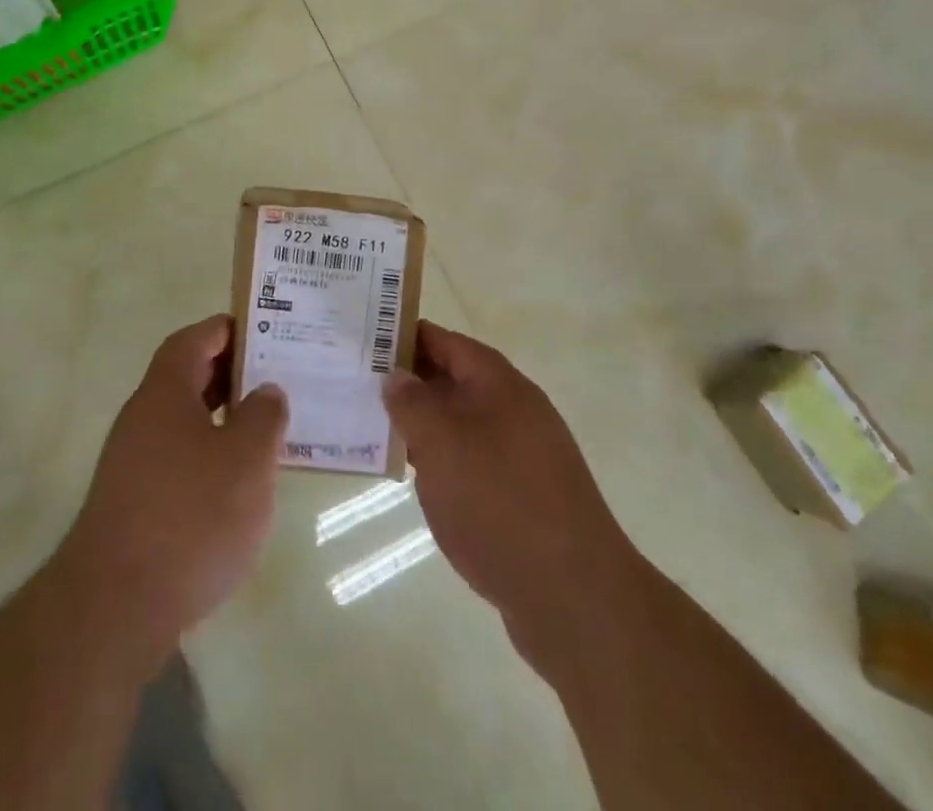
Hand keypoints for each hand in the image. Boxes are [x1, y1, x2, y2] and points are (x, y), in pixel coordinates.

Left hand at [57, 316, 287, 659]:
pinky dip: (209, 457)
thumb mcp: (247, 460)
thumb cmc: (190, 516)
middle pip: (186, 378)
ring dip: (222, 418)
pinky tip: (237, 485)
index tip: (262, 330)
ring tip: (265, 430)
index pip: (192, 340)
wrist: (115, 607)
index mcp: (165, 392)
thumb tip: (266, 391)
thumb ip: (263, 417)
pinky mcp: (133, 504)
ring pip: (183, 421)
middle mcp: (142, 418)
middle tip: (274, 378)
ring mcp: (132, 463)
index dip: (225, 329)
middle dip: (229, 373)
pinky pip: (177, 459)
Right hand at [385, 322, 638, 670]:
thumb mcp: (441, 443)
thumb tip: (396, 376)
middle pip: (454, 380)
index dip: (407, 336)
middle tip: (358, 383)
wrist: (573, 597)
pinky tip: (412, 476)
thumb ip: (412, 403)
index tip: (365, 339)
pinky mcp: (522, 496)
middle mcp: (515, 410)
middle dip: (409, 381)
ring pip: (461, 424)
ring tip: (373, 426)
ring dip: (422, 424)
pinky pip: (471, 461)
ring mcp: (522, 455)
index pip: (446, 342)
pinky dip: (440, 460)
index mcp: (500, 384)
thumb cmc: (499, 502)